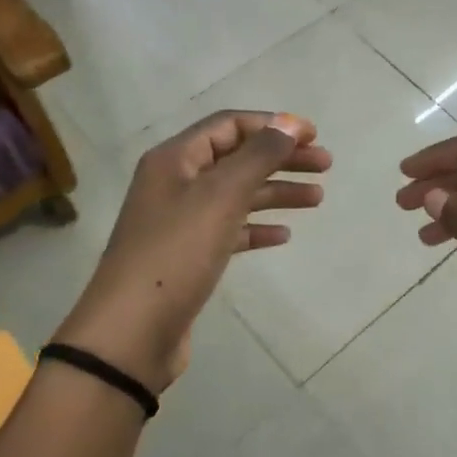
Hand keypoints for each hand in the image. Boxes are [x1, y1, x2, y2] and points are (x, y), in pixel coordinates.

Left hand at [56, 111, 329, 392]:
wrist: (131, 333)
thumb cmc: (176, 253)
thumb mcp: (221, 196)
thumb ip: (259, 155)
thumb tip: (291, 122)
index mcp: (176, 159)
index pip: (229, 125)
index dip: (273, 124)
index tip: (314, 136)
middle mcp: (176, 183)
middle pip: (237, 158)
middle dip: (282, 158)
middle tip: (325, 166)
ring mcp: (181, 221)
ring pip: (237, 195)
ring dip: (276, 192)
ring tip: (317, 199)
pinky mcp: (188, 256)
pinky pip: (230, 230)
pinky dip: (257, 228)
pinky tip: (283, 236)